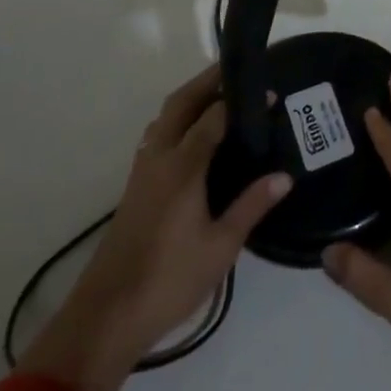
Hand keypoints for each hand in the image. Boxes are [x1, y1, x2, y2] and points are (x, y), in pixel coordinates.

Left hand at [19, 64, 290, 390]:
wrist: (105, 318)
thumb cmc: (169, 279)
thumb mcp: (221, 246)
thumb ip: (252, 206)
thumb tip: (285, 176)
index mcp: (182, 166)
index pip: (213, 116)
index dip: (241, 101)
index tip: (270, 94)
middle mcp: (159, 159)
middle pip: (180, 104)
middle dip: (207, 81)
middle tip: (238, 71)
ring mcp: (142, 173)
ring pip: (164, 118)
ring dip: (189, 99)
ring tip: (220, 97)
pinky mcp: (135, 188)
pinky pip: (157, 137)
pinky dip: (178, 121)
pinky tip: (194, 138)